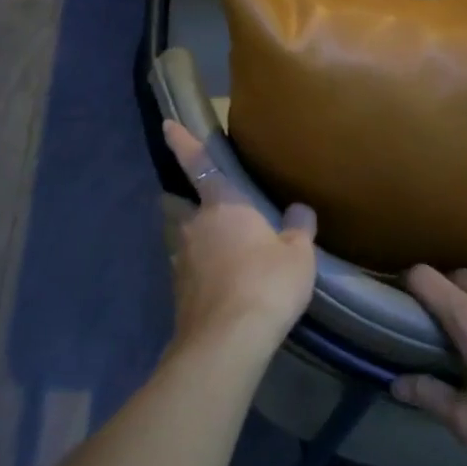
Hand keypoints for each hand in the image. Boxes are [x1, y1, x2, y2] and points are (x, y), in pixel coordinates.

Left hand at [162, 121, 317, 356]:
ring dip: (203, 244)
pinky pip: (192, 271)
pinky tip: (224, 289)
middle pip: (188, 207)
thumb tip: (300, 210)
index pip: (199, 164)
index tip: (166, 125)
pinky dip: (204, 274)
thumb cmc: (266, 284)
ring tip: (229, 260)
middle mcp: (194, 226)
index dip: (182, 142)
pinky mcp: (179, 291)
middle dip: (198, 207)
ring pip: (189, 240)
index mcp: (223, 205)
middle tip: (221, 217)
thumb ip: (298, 230)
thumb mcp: (298, 256)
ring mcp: (181, 259)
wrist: (227, 340)